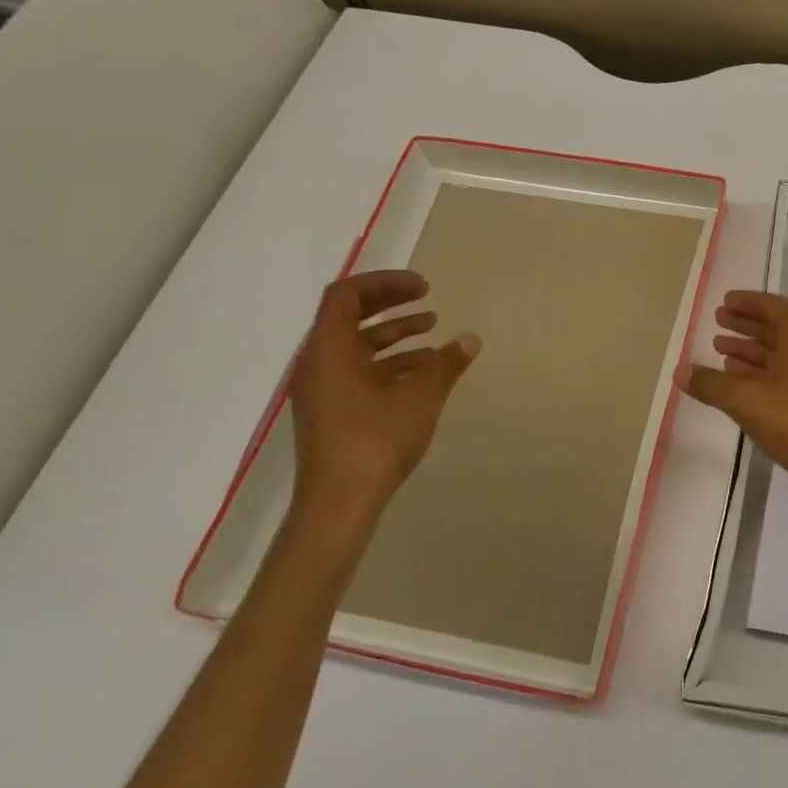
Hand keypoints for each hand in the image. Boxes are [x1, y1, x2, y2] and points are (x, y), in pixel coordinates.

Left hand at [289, 270, 479, 539]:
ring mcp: (322, 389)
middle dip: (390, 303)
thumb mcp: (421, 397)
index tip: (423, 287)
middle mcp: (318, 363)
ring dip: (393, 333)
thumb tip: (470, 339)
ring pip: (356, 345)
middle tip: (427, 298)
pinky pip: (358, 370)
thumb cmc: (376, 441)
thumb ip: (446, 364)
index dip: (385, 283)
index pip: (346, 295)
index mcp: (329, 350)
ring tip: (433, 330)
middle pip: (349, 316)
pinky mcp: (331, 411)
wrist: (338, 504)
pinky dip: (389, 361)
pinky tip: (424, 370)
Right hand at [681, 291, 787, 532]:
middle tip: (717, 321)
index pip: (773, 307)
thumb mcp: (746, 400)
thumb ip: (711, 384)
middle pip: (776, 328)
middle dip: (746, 324)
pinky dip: (759, 375)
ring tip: (719, 349)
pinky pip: (782, 378)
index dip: (748, 302)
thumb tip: (680, 371)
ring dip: (750, 350)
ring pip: (778, 355)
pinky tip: (736, 382)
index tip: (723, 302)